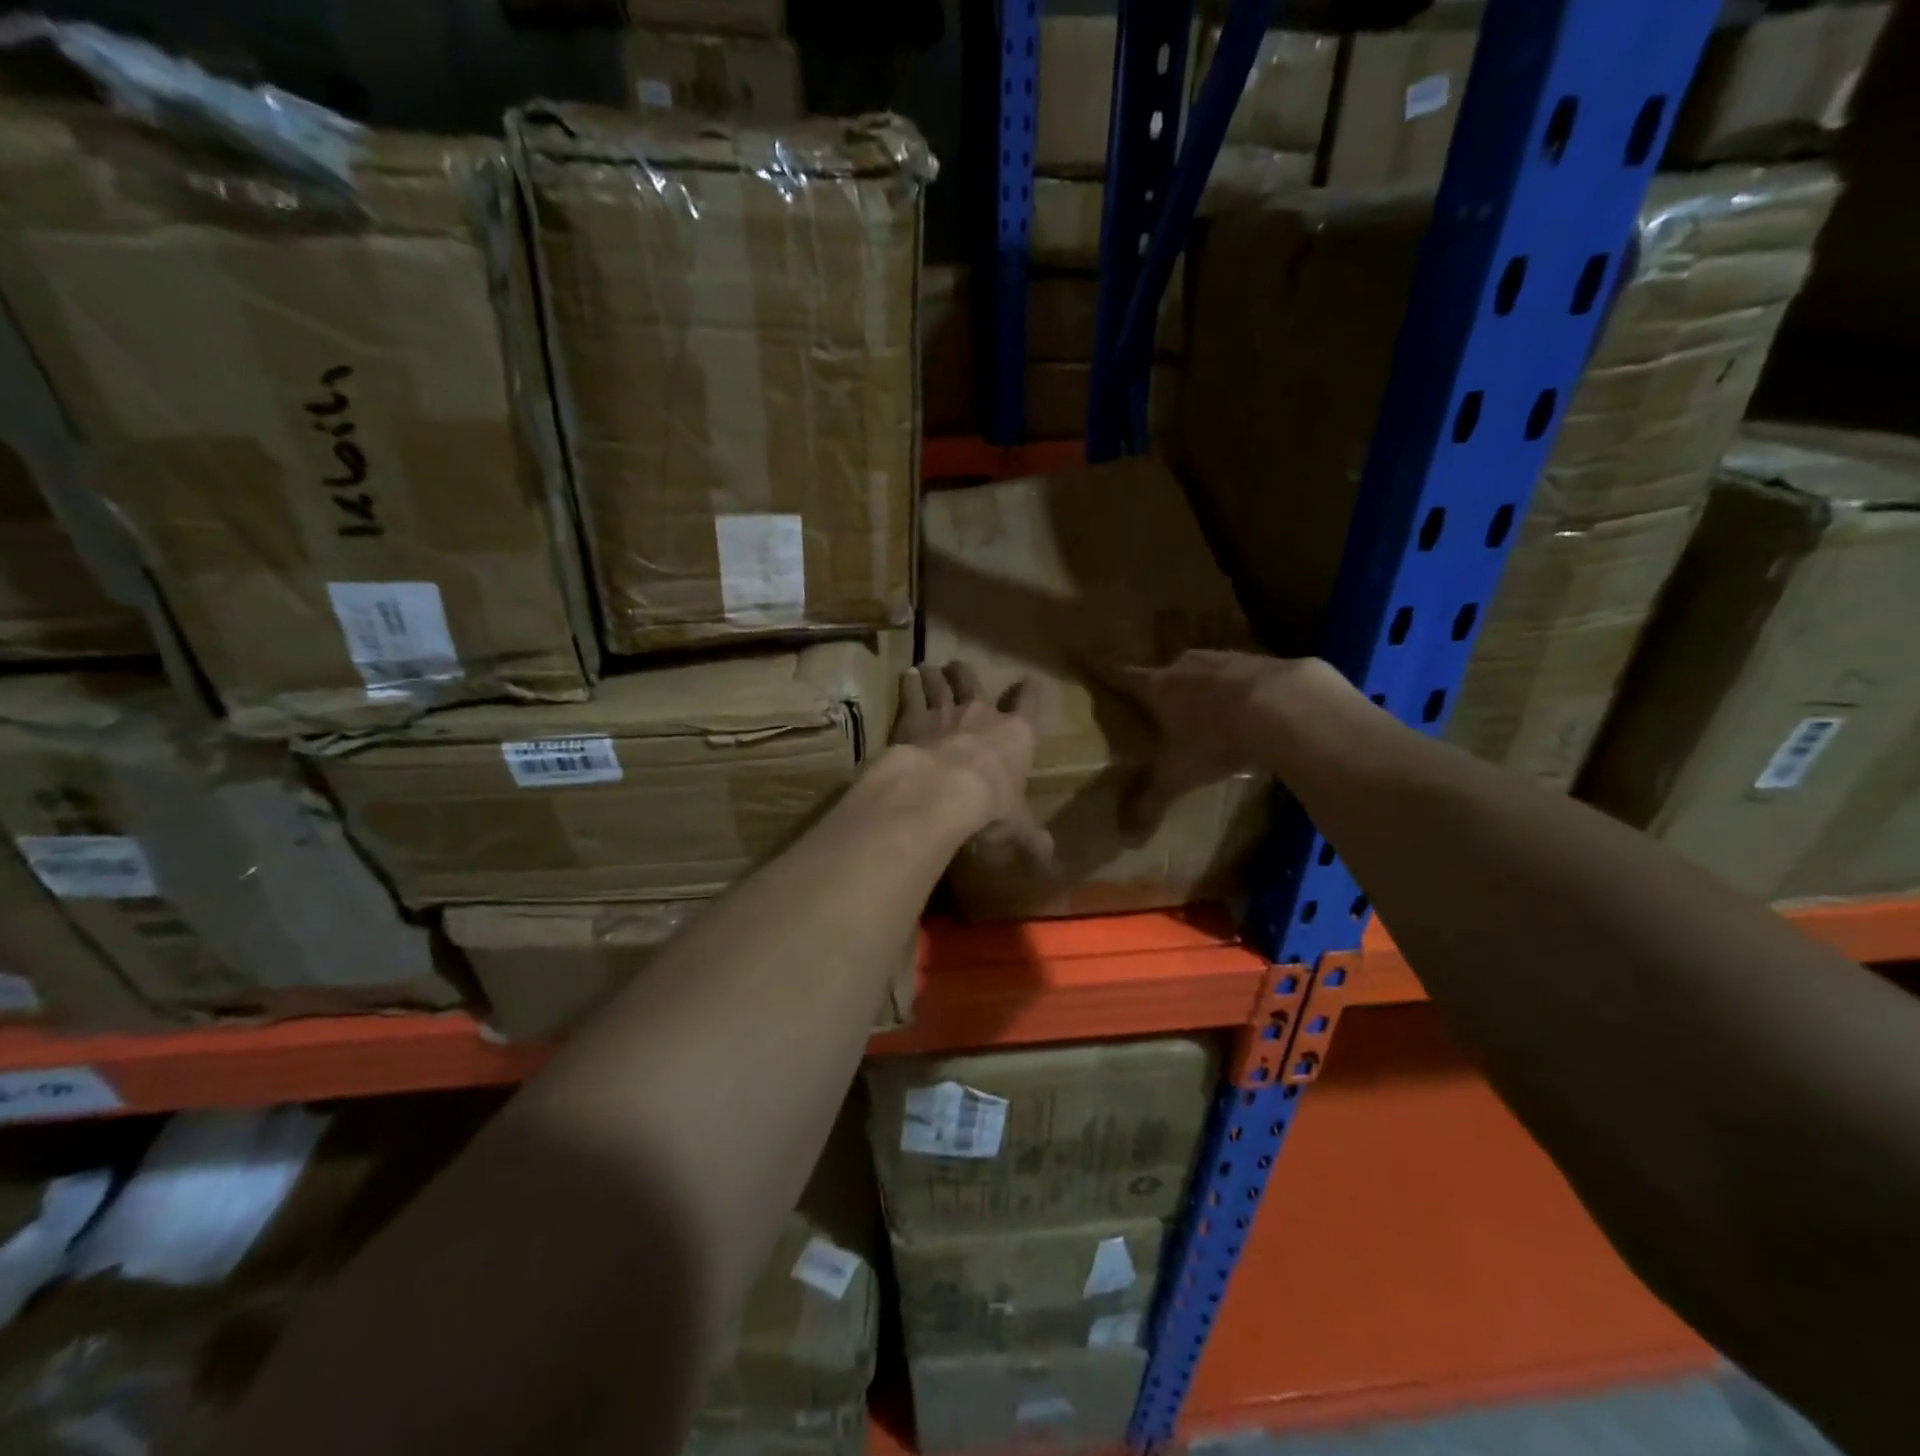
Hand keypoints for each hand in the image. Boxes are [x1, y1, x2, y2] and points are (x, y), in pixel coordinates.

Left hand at [892, 662, 1052, 862]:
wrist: (942, 791)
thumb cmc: (990, 806)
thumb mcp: (1017, 828)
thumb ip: (1031, 839)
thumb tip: (1050, 859)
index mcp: (1015, 736)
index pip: (1029, 706)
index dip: (1030, 693)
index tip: (1030, 681)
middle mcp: (981, 716)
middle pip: (974, 684)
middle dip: (967, 674)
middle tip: (959, 665)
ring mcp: (944, 714)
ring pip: (940, 685)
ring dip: (935, 677)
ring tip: (928, 668)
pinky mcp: (911, 720)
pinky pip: (911, 696)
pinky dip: (909, 686)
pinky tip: (905, 677)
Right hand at [1118, 649, 1327, 830]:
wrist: (1284, 707)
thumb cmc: (1215, 739)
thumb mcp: (1179, 777)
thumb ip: (1152, 803)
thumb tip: (1127, 840)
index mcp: (1158, 687)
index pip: (1125, 677)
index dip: (1113, 676)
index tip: (1105, 672)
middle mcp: (1186, 666)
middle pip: (1168, 671)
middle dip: (1165, 687)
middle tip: (1164, 706)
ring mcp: (1226, 659)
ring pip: (1206, 669)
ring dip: (1205, 685)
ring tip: (1209, 707)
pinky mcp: (1263, 661)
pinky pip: (1243, 674)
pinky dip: (1242, 688)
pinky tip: (1252, 708)